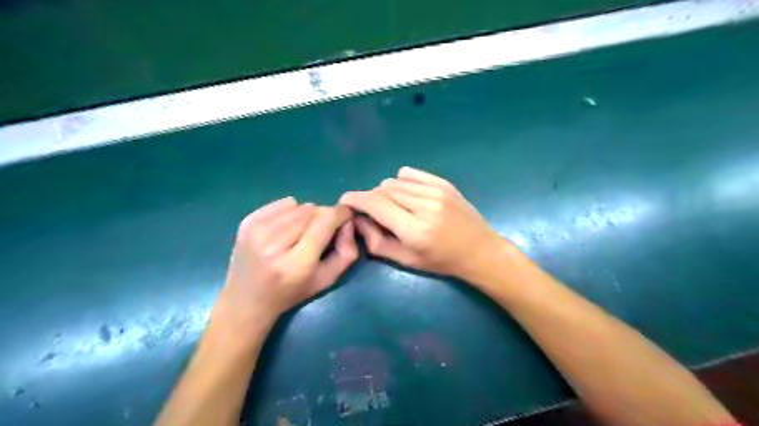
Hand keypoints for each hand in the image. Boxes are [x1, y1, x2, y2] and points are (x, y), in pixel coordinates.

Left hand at [211, 196, 357, 338]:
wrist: (246, 301)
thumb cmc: (291, 293)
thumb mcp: (327, 280)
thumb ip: (347, 252)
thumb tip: (348, 222)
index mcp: (297, 262)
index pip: (326, 219)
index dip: (341, 214)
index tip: (345, 219)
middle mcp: (274, 243)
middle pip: (313, 210)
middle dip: (323, 218)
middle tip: (320, 233)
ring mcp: (257, 230)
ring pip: (299, 205)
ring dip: (306, 216)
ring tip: (300, 234)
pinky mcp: (247, 222)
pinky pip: (282, 203)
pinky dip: (290, 211)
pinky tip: (285, 228)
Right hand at [340, 167, 509, 282]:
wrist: (479, 250)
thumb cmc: (442, 261)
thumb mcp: (406, 260)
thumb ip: (377, 242)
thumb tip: (359, 220)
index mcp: (414, 229)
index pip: (375, 204)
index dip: (355, 199)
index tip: (345, 201)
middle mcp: (424, 205)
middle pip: (382, 190)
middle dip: (371, 199)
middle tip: (373, 212)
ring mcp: (436, 191)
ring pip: (394, 181)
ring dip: (385, 192)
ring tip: (393, 206)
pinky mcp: (443, 183)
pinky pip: (410, 173)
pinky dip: (401, 181)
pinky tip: (405, 194)